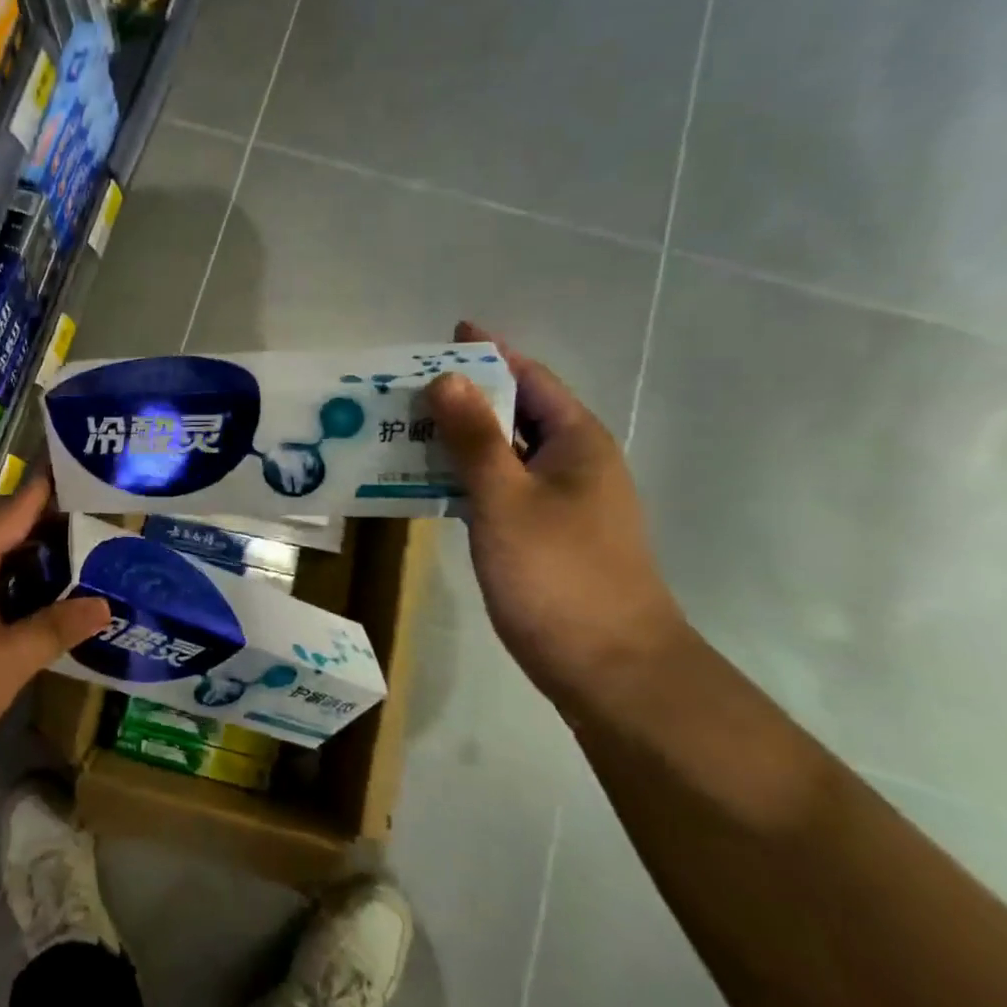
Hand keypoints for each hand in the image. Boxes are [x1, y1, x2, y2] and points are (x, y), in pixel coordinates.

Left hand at [0, 472, 109, 790]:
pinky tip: (28, 605)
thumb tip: (103, 604)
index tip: (81, 476)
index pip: (11, 508)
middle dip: (39, 523)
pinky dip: (4, 582)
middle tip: (89, 527)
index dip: (45, 490)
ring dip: (22, 555)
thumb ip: (54, 628)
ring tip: (70, 562)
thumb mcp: (7, 663)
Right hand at [429, 321, 690, 717]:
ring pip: (499, 453)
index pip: (529, 378)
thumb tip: (447, 376)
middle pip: (511, 412)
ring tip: (396, 427)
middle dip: (460, 396)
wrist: (610, 670)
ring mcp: (556, 502)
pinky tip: (419, 481)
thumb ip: (475, 438)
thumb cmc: (559, 576)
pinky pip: (494, 488)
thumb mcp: (507, 500)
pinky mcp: (538, 535)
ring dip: (454, 438)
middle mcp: (570, 462)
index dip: (488, 353)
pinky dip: (459, 477)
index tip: (441, 336)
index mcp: (575, 441)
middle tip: (398, 387)